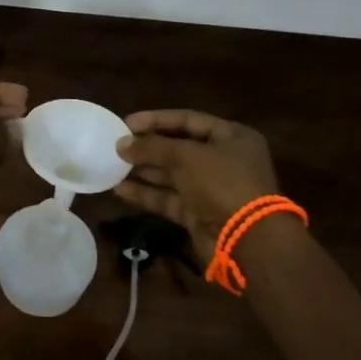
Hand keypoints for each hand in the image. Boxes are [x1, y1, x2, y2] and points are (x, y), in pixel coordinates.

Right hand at [115, 109, 281, 259]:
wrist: (247, 239)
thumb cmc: (222, 182)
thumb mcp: (187, 156)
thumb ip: (152, 147)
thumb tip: (121, 144)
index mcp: (232, 137)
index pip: (189, 120)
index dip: (157, 120)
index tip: (127, 123)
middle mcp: (224, 160)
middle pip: (179, 148)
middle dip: (148, 147)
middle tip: (117, 145)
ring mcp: (212, 189)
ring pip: (172, 175)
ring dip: (144, 170)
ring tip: (113, 165)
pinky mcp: (200, 214)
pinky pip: (170, 199)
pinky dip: (147, 194)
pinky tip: (120, 189)